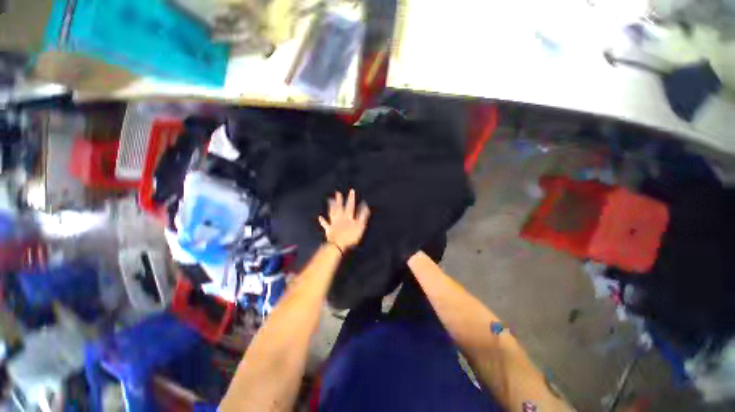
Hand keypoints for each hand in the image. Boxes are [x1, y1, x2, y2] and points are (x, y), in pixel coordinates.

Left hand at [318, 189, 369, 251]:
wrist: (338, 245)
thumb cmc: (350, 237)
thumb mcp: (360, 226)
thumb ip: (362, 216)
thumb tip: (365, 206)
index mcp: (348, 217)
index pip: (350, 206)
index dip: (351, 198)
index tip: (351, 191)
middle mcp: (340, 218)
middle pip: (340, 207)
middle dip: (339, 199)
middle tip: (337, 192)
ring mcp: (334, 223)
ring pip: (332, 213)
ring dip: (331, 206)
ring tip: (329, 200)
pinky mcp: (329, 229)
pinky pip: (325, 224)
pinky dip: (322, 221)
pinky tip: (320, 217)